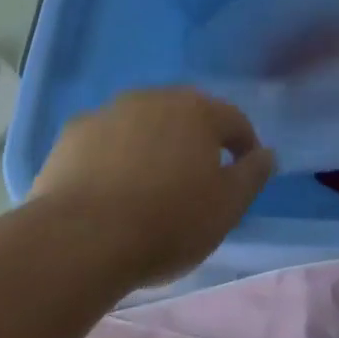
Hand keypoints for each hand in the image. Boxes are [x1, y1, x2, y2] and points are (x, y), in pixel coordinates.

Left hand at [26, 88, 275, 288]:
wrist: (80, 239)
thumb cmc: (168, 222)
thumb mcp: (227, 207)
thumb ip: (253, 175)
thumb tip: (266, 154)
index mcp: (198, 111)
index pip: (234, 120)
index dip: (244, 146)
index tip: (244, 174)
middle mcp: (155, 98)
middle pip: (186, 115)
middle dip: (196, 140)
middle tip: (197, 179)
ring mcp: (109, 112)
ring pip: (144, 124)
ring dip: (153, 145)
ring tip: (151, 186)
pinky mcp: (72, 134)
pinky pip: (106, 140)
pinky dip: (114, 156)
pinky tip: (110, 188)